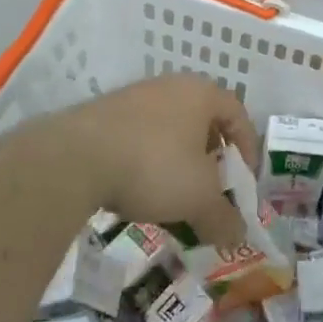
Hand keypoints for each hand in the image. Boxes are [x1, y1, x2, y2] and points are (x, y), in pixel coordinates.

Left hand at [55, 75, 258, 249]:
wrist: (76, 157)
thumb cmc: (154, 166)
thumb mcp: (198, 198)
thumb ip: (223, 217)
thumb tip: (238, 235)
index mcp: (201, 93)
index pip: (237, 113)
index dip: (247, 148)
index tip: (243, 182)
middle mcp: (171, 86)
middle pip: (203, 121)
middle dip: (210, 159)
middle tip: (210, 191)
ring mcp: (134, 97)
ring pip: (169, 130)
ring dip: (178, 163)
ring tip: (174, 199)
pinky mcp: (104, 115)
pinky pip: (139, 137)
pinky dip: (147, 163)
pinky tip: (138, 193)